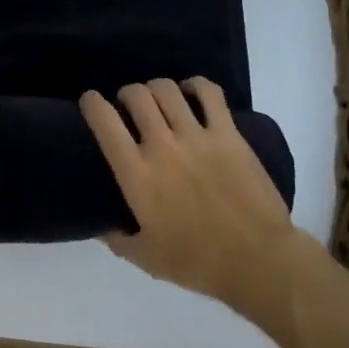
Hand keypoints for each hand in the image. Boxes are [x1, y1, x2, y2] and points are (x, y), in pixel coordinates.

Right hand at [80, 78, 305, 316]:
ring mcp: (198, 136)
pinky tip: (192, 91)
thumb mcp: (145, 258)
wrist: (256, 260)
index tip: (91, 102)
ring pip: (168, 90)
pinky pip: (209, 94)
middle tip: (129, 106)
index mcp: (137, 175)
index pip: (104, 122)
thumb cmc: (197, 262)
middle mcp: (162, 146)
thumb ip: (117, 240)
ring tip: (158, 98)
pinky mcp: (228, 134)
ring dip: (156, 88)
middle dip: (127, 94)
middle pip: (137, 96)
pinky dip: (196, 85)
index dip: (92, 103)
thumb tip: (101, 227)